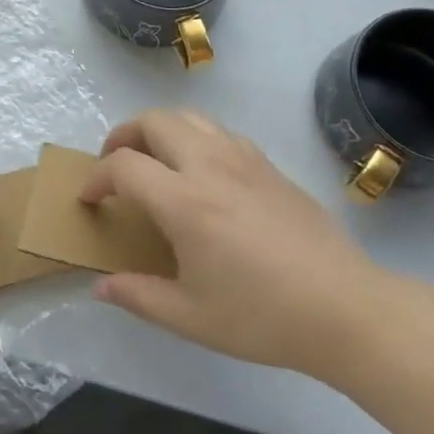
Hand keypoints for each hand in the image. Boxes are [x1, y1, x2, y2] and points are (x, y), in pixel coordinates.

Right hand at [82, 110, 391, 381]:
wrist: (344, 308)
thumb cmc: (262, 316)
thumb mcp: (191, 317)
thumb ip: (138, 296)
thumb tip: (100, 287)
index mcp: (184, 201)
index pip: (124, 166)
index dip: (97, 178)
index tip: (89, 199)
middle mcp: (208, 165)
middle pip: (153, 121)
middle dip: (123, 135)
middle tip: (115, 165)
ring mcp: (242, 158)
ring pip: (188, 116)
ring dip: (159, 129)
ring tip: (154, 160)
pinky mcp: (268, 164)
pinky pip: (219, 131)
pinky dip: (194, 137)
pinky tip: (201, 171)